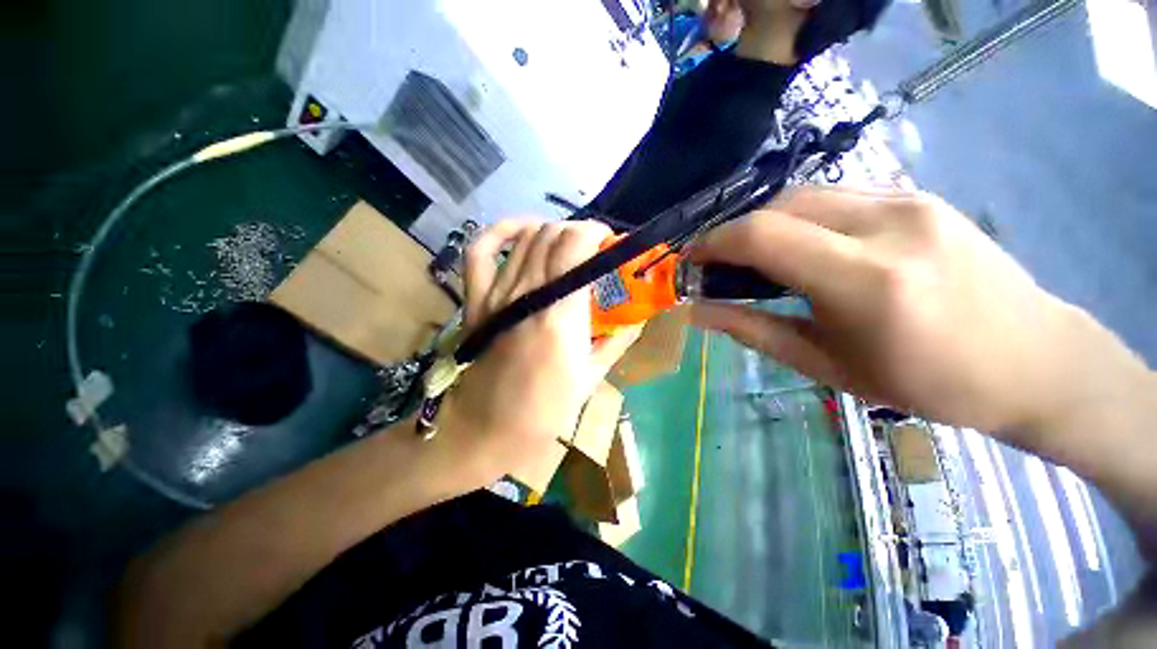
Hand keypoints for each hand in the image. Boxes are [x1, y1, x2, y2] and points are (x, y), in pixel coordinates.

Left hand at [445, 219, 641, 476]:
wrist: (487, 429)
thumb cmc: (545, 410)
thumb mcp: (592, 377)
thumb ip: (618, 340)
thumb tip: (639, 316)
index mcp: (560, 315)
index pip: (576, 245)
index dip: (596, 234)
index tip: (611, 246)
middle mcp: (527, 294)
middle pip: (553, 234)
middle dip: (580, 233)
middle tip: (595, 253)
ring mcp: (497, 294)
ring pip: (527, 237)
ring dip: (553, 232)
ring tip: (569, 247)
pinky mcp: (476, 300)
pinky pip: (481, 251)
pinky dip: (502, 230)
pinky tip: (524, 230)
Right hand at [689, 186, 1099, 432]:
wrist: (1033, 359)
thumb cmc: (927, 381)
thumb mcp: (826, 365)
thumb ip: (752, 330)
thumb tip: (697, 312)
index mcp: (866, 280)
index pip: (762, 236)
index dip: (713, 243)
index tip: (691, 262)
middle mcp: (888, 224)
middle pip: (778, 206)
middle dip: (734, 233)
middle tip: (719, 265)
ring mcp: (908, 201)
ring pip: (805, 195)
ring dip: (765, 224)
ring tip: (757, 259)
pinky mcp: (918, 196)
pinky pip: (836, 196)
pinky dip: (800, 218)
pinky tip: (803, 247)